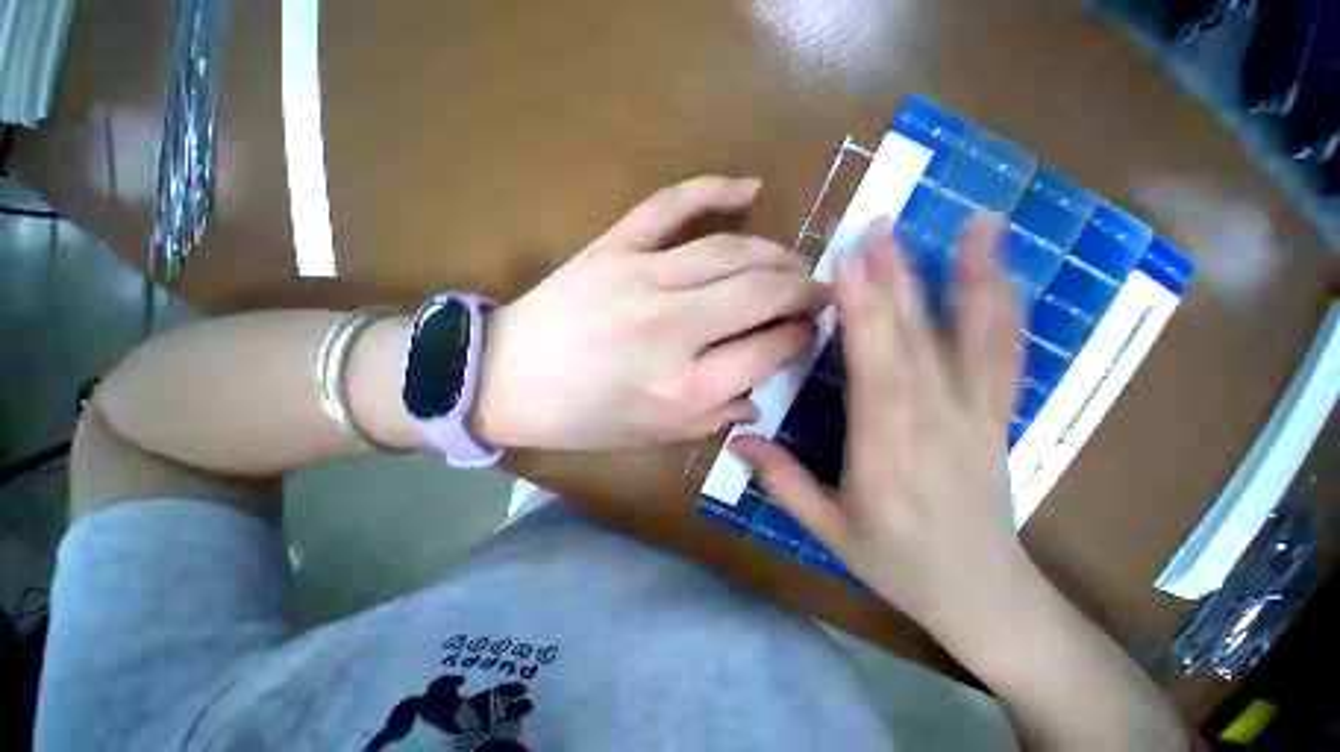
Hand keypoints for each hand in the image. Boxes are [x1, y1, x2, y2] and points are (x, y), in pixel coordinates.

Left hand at [471, 176, 827, 451]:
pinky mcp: (612, 248)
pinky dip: (713, 188)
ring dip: (775, 253)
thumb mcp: (653, 438)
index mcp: (683, 388)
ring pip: (730, 251)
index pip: (767, 351)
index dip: (799, 339)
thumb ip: (714, 418)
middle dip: (803, 290)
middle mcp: (672, 330)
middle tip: (819, 292)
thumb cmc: (581, 419)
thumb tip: (759, 394)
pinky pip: (670, 206)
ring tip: (794, 262)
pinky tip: (749, 187)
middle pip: (760, 294)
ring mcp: (641, 280)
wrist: (506, 380)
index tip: (809, 332)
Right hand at [732, 214, 1028, 632]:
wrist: (983, 594)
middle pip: (915, 341)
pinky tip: (1003, 273)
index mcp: (887, 453)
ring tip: (977, 223)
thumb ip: (782, 481)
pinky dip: (1005, 308)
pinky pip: (1005, 354)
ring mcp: (977, 415)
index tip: (849, 264)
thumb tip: (736, 437)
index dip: (863, 315)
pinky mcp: (998, 415)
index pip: (874, 370)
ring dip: (971, 277)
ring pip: (973, 338)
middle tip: (879, 226)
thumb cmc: (898, 563)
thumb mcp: (829, 531)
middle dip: (896, 279)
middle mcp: (936, 424)